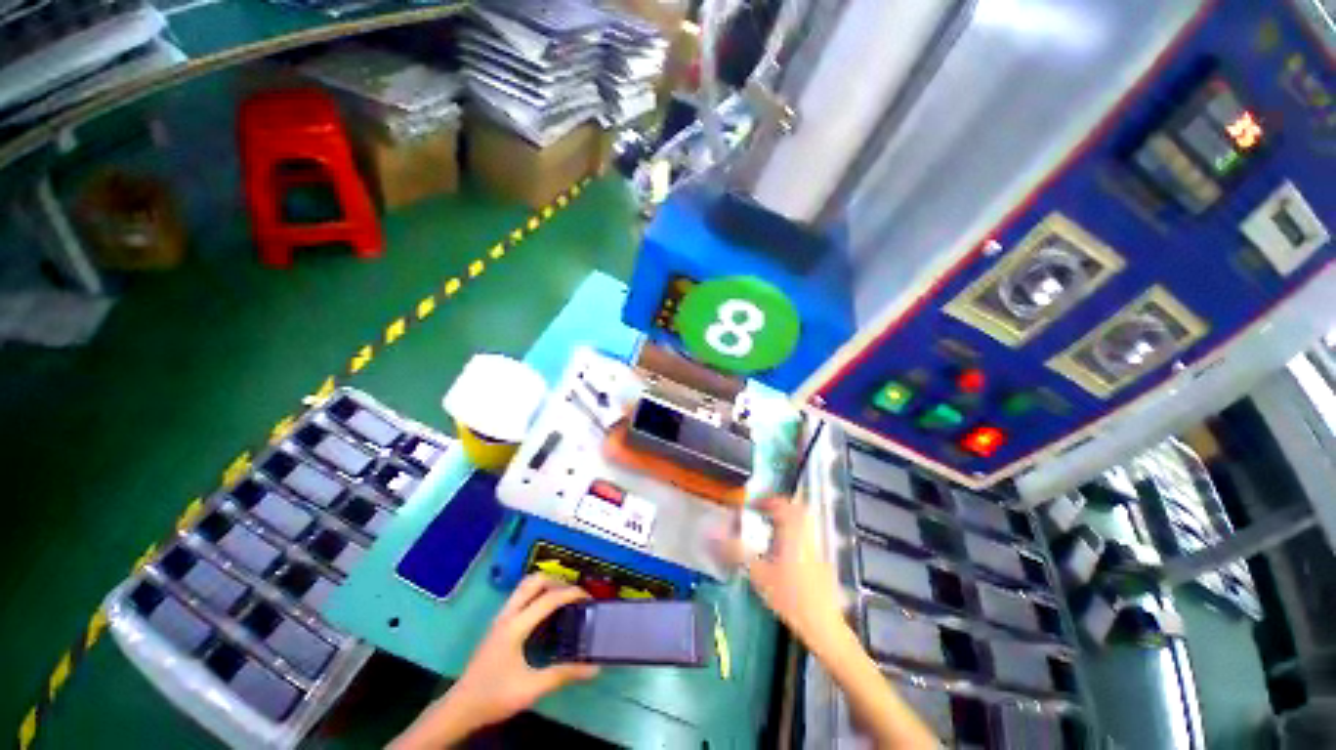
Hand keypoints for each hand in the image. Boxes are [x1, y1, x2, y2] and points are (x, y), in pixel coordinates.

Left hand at [391, 575, 598, 747]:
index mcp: (515, 626)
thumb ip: (562, 674)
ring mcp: (500, 617)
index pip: (548, 598)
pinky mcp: (498, 623)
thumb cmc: (494, 697)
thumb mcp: (531, 688)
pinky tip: (545, 610)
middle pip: (534, 581)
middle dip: (557, 581)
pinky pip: (520, 596)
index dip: (571, 593)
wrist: (460, 708)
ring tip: (563, 597)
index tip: (589, 598)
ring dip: (546, 584)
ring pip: (525, 585)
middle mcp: (507, 615)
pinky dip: (537, 593)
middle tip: (575, 594)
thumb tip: (593, 667)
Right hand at [715, 496, 845, 647]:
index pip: (782, 504)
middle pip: (797, 510)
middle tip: (762, 514)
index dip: (766, 501)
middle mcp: (807, 535)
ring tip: (769, 530)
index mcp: (793, 532)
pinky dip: (794, 534)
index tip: (751, 506)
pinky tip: (782, 551)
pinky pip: (807, 536)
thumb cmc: (790, 597)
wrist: (823, 624)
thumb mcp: (759, 574)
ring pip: (804, 523)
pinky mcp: (821, 560)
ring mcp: (817, 547)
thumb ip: (736, 552)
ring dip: (787, 520)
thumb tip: (713, 535)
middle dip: (779, 508)